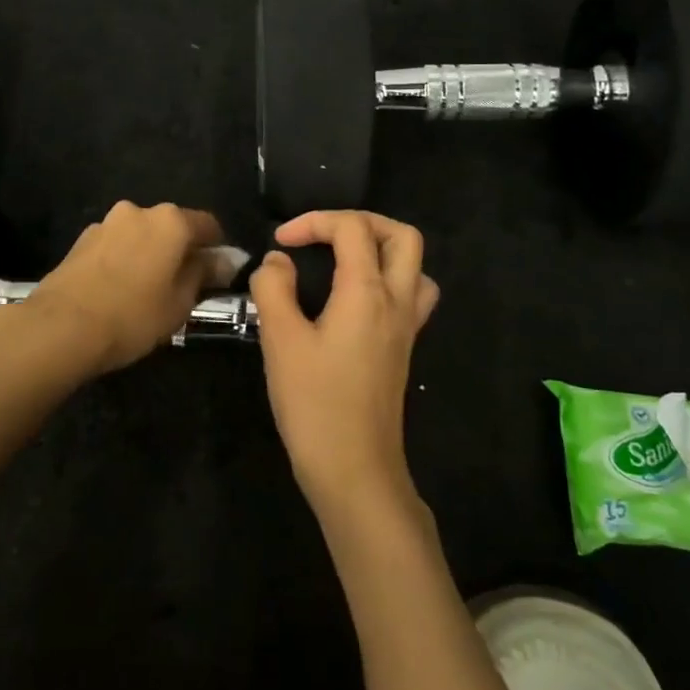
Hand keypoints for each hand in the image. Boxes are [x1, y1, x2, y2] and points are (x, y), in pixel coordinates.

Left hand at [32, 201, 228, 373]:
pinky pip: (116, 245)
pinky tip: (119, 289)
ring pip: (141, 235)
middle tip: (183, 285)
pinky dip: (124, 260)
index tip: (218, 274)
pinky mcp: (81, 241)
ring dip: (149, 254)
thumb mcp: (181, 302)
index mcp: (171, 221)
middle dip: (180, 250)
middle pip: (172, 227)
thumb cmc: (133, 315)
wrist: (61, 328)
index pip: (208, 225)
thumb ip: (204, 274)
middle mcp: (139, 211)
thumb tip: (222, 261)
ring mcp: (106, 223)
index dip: (218, 248)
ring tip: (146, 290)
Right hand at [250, 211, 439, 512]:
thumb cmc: (314, 403)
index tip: (280, 242)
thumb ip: (274, 289)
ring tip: (344, 260)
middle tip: (324, 236)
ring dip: (382, 249)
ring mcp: (407, 326)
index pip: (352, 228)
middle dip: (361, 222)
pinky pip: (412, 295)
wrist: (354, 468)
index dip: (314, 221)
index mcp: (368, 292)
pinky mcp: (403, 348)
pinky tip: (356, 299)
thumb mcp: (280, 341)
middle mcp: (397, 301)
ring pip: (415, 266)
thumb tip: (277, 260)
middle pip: (402, 236)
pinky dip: (388, 280)